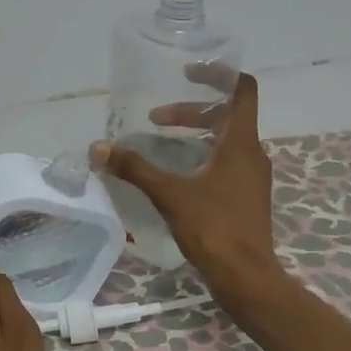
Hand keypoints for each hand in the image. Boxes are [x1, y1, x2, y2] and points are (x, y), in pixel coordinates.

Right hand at [91, 70, 282, 303]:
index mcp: (241, 143)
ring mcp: (253, 178)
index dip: (218, 75)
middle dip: (191, 112)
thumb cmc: (213, 228)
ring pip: (227, 141)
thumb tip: (98, 148)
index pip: (242, 89)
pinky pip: (227, 163)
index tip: (188, 73)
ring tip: (163, 143)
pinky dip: (203, 157)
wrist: (246, 277)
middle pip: (227, 116)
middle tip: (156, 118)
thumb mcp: (169, 194)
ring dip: (197, 135)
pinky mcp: (247, 198)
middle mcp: (253, 154)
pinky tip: (178, 176)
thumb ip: (135, 168)